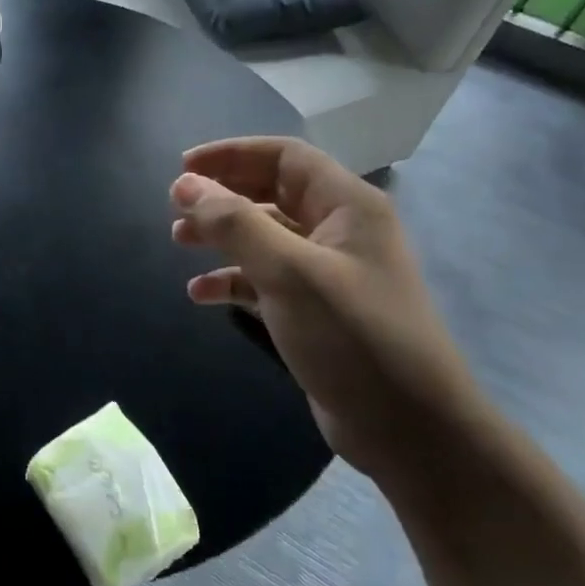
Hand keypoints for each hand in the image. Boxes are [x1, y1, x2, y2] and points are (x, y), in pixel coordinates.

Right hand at [170, 137, 478, 480]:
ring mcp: (329, 273)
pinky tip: (201, 294)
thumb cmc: (353, 337)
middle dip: (222, 196)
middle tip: (176, 209)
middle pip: (271, 193)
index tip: (183, 168)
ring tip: (179, 243)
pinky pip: (266, 280)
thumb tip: (184, 184)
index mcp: (347, 206)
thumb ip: (234, 223)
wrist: (409, 431)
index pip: (284, 156)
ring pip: (265, 237)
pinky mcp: (316, 311)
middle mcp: (340, 231)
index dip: (232, 154)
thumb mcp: (288, 273)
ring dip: (222, 236)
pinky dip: (233, 280)